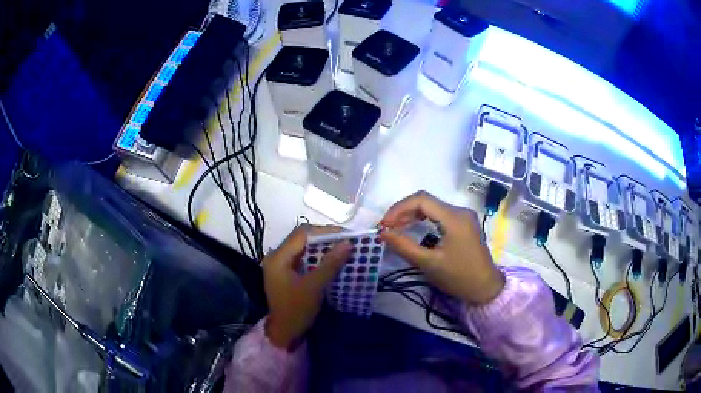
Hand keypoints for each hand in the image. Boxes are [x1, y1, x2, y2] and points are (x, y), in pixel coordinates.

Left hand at [263, 224, 352, 349]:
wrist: (285, 333)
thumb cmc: (297, 311)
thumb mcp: (314, 287)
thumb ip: (330, 264)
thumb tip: (348, 243)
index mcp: (278, 257)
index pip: (302, 234)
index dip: (325, 231)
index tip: (347, 235)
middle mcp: (277, 256)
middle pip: (302, 237)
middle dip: (325, 237)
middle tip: (346, 240)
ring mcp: (281, 263)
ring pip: (303, 246)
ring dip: (322, 246)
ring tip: (342, 247)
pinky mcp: (286, 271)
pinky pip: (303, 256)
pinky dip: (318, 255)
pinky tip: (331, 259)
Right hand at [380, 191, 504, 305]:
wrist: (485, 288)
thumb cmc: (458, 277)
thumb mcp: (428, 263)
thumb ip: (404, 246)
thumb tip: (382, 233)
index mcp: (454, 217)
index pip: (421, 200)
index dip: (399, 208)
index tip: (384, 225)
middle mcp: (460, 211)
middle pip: (426, 201)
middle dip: (403, 212)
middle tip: (386, 228)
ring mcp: (463, 216)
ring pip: (432, 207)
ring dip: (412, 215)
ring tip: (395, 229)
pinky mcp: (463, 224)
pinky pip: (439, 215)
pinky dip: (423, 220)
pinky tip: (412, 229)